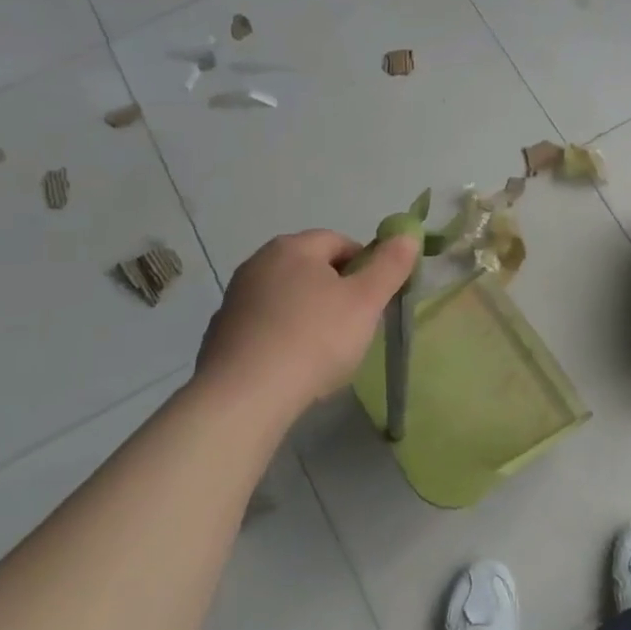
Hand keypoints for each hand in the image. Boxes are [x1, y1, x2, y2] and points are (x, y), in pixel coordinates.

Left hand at [193, 229, 418, 417]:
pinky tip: (292, 366)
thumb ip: (390, 265)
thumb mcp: (366, 301)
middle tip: (355, 326)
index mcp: (293, 247)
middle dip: (337, 292)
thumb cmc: (314, 339)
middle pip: (312, 268)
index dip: (365, 267)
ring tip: (324, 352)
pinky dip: (282, 337)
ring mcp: (236, 298)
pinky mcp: (222, 333)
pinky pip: (265, 326)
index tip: (375, 300)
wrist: (245, 396)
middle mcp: (258, 263)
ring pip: (288, 297)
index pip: (340, 242)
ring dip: (309, 315)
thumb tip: (408, 233)